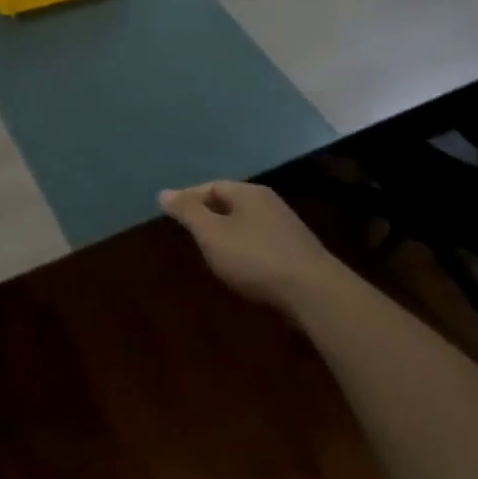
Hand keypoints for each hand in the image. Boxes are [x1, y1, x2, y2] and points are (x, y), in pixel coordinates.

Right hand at [158, 181, 357, 316]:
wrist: (313, 292)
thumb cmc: (255, 258)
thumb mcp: (212, 234)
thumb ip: (188, 212)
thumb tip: (164, 192)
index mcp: (249, 193)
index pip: (211, 186)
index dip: (188, 198)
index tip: (170, 214)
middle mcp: (269, 203)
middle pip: (230, 202)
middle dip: (207, 215)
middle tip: (188, 232)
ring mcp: (286, 227)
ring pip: (246, 223)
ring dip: (226, 233)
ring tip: (209, 251)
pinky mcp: (296, 251)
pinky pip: (260, 241)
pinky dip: (243, 248)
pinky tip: (239, 266)